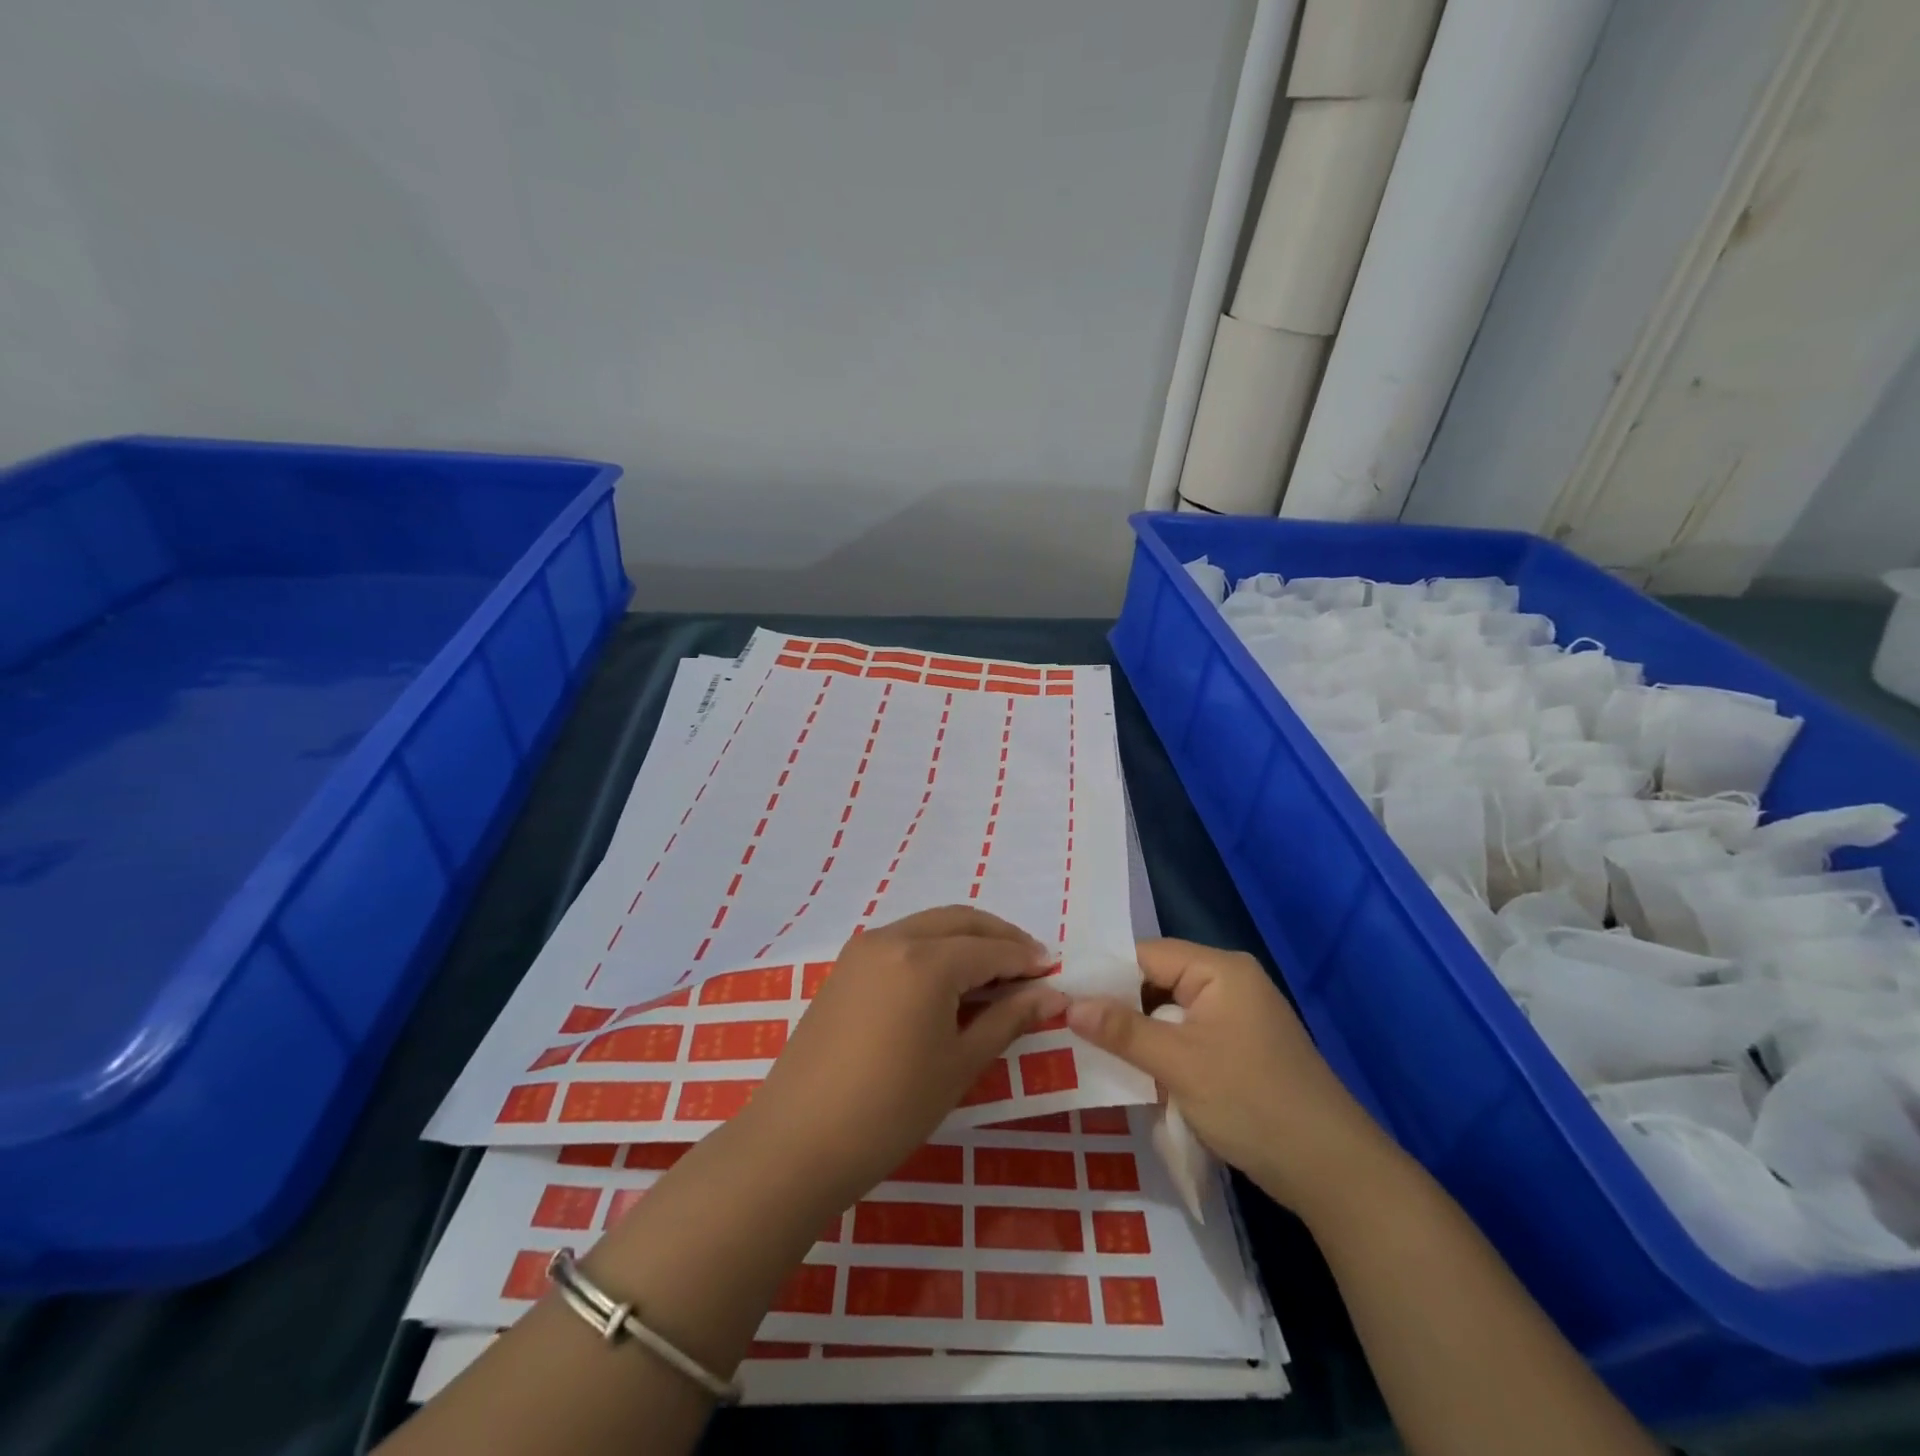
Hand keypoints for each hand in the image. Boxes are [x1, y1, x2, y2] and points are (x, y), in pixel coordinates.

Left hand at [738, 906, 1064, 1209]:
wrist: (798, 1141)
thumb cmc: (890, 1109)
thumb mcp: (959, 1065)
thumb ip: (1008, 1020)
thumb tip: (1051, 996)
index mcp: (926, 960)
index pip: (991, 950)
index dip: (1027, 960)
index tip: (1055, 972)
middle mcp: (894, 937)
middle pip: (961, 921)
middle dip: (1000, 937)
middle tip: (1031, 964)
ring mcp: (864, 948)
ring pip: (930, 925)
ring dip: (967, 939)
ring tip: (995, 974)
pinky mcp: (846, 966)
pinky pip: (903, 939)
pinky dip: (935, 948)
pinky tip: (949, 980)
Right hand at [1066, 939, 1389, 1213]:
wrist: (1332, 1171)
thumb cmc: (1252, 1102)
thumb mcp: (1179, 1064)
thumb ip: (1122, 1030)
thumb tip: (1067, 1004)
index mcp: (1220, 970)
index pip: (1146, 954)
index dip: (1103, 973)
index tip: (1060, 994)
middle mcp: (1228, 983)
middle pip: (1156, 981)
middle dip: (1117, 1005)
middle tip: (1066, 1024)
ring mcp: (1236, 1018)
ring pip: (1168, 1012)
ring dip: (1137, 1033)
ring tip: (1087, 1047)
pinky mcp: (1238, 1050)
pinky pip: (1186, 1036)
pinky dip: (1160, 1051)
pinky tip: (1130, 1070)